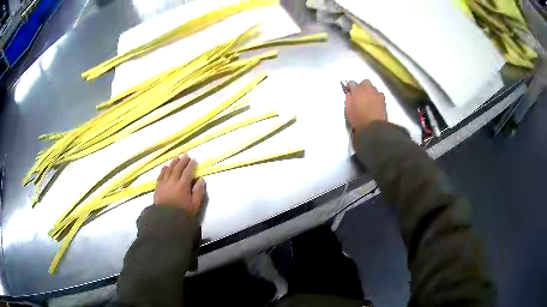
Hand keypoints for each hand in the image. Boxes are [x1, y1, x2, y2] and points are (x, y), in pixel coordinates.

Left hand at [154, 154, 205, 214]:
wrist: (166, 220)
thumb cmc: (183, 213)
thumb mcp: (195, 205)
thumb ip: (198, 192)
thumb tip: (201, 179)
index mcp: (183, 185)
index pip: (188, 172)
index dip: (191, 165)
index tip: (194, 159)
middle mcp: (173, 181)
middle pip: (178, 168)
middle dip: (182, 160)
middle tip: (185, 154)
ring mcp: (164, 183)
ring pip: (169, 170)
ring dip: (173, 162)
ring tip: (176, 157)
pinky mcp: (158, 187)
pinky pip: (161, 175)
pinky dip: (163, 170)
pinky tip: (165, 166)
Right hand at [344, 80, 386, 131]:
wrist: (373, 127)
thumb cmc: (358, 118)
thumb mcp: (348, 109)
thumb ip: (348, 98)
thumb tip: (350, 93)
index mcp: (357, 89)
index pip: (351, 82)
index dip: (349, 87)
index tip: (348, 91)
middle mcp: (368, 88)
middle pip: (364, 82)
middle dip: (362, 87)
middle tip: (359, 95)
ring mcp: (377, 93)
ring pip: (373, 88)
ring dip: (370, 92)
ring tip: (368, 100)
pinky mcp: (383, 100)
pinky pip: (379, 95)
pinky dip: (376, 97)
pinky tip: (375, 104)